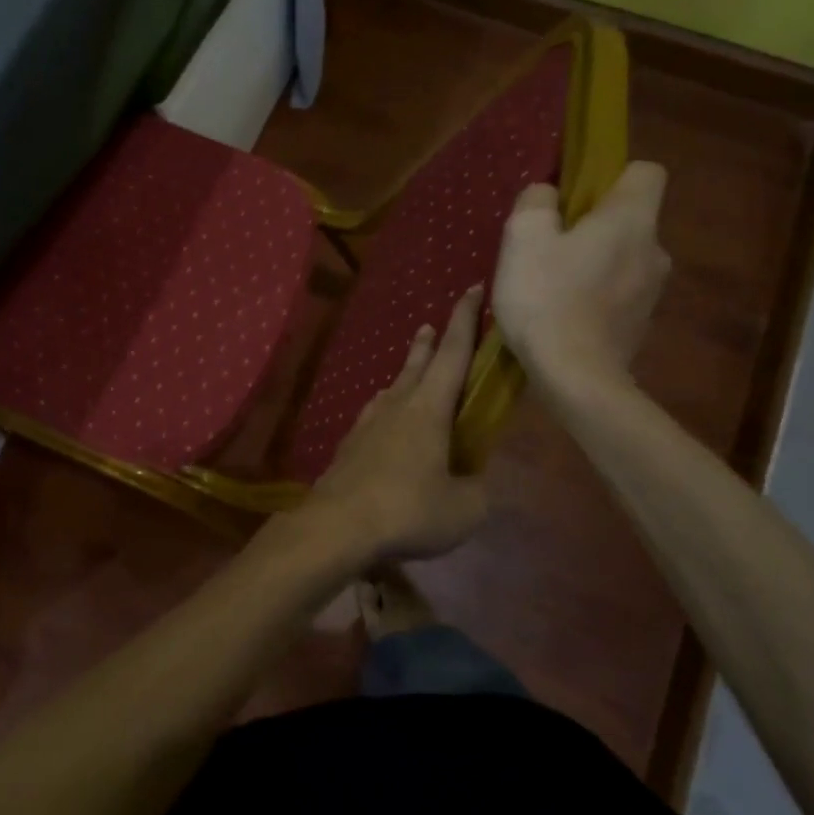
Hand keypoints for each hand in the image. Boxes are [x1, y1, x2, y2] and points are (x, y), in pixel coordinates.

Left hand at [296, 286, 487, 567]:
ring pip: (392, 389)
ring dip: (405, 374)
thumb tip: (471, 482)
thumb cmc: (408, 509)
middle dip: (429, 342)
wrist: (338, 525)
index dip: (466, 319)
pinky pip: (374, 415)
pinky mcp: (349, 446)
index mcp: (429, 408)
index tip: (473, 289)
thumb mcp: (464, 508)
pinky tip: (382, 421)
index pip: (453, 352)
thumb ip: (475, 489)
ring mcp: (367, 424)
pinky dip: (385, 409)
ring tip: (410, 373)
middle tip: (431, 325)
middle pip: (417, 364)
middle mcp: (397, 406)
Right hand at [494, 162, 671, 393]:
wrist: (575, 377)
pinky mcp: (640, 324)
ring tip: (549, 284)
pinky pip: (617, 292)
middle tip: (548, 245)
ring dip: (592, 262)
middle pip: (629, 219)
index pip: (646, 172)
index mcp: (632, 219)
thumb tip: (547, 194)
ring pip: (622, 257)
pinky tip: (560, 313)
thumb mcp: (523, 236)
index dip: (611, 176)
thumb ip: (536, 201)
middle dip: (593, 225)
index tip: (575, 198)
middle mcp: (655, 250)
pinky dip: (593, 295)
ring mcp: (652, 291)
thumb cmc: (547, 297)